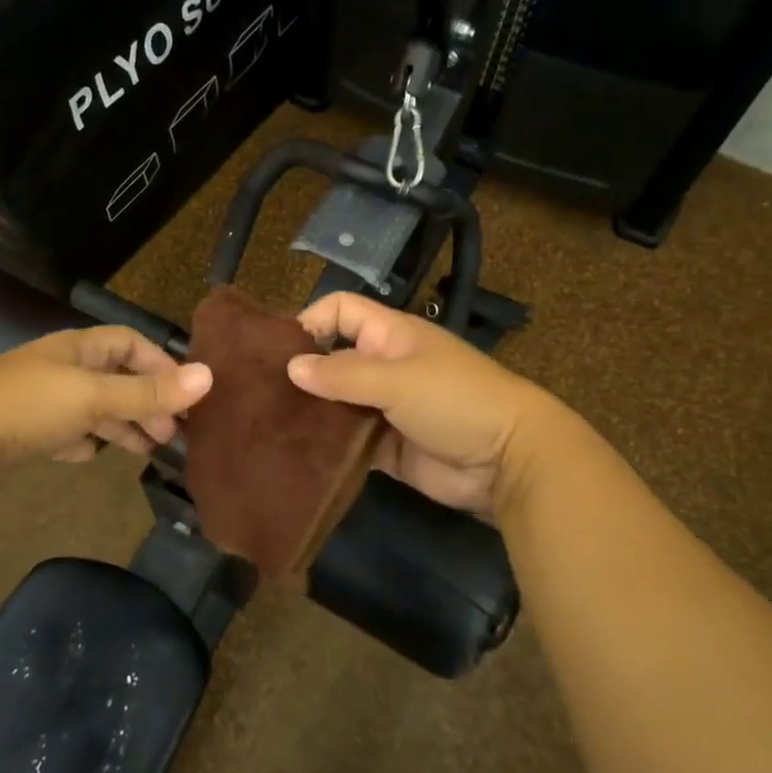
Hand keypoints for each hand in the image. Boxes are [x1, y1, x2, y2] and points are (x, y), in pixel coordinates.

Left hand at [0, 325, 212, 467]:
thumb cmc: (32, 402)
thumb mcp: (96, 395)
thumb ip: (150, 391)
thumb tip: (209, 378)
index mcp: (83, 349)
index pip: (132, 345)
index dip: (162, 365)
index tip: (186, 394)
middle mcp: (67, 369)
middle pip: (119, 379)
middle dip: (148, 402)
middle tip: (172, 433)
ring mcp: (48, 399)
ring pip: (98, 408)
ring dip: (124, 425)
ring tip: (149, 450)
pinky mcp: (31, 428)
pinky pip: (71, 431)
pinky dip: (88, 441)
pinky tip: (95, 456)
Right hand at [288, 292, 572, 519]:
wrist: (509, 461)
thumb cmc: (456, 401)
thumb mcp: (398, 379)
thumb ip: (342, 374)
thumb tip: (290, 367)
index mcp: (390, 335)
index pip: (341, 311)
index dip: (310, 322)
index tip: (278, 352)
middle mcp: (384, 366)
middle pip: (333, 359)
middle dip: (302, 374)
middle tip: (262, 395)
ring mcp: (385, 408)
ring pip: (337, 403)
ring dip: (312, 413)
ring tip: (273, 426)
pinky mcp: (387, 447)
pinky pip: (349, 441)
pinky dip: (329, 446)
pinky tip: (299, 454)